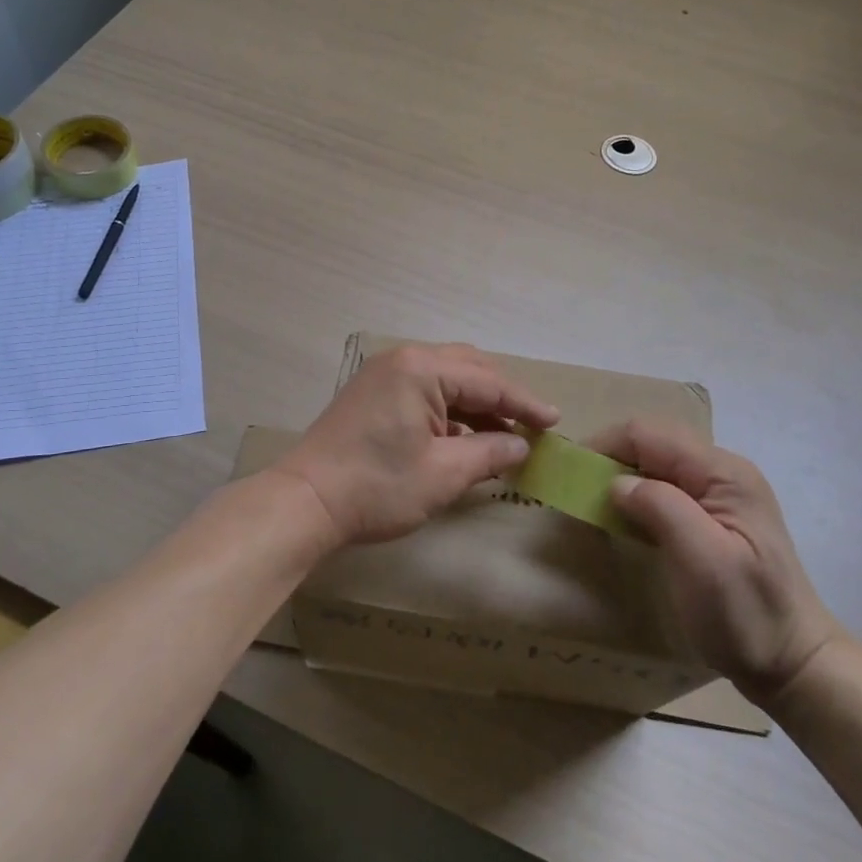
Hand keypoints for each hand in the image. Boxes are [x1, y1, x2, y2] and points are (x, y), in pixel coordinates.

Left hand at [272, 344, 559, 548]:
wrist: (306, 502)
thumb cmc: (377, 487)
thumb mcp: (443, 474)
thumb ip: (489, 453)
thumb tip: (521, 445)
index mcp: (421, 369)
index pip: (488, 381)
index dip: (524, 403)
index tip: (555, 421)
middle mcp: (402, 360)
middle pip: (467, 369)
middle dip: (501, 397)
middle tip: (531, 424)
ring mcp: (383, 375)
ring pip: (445, 379)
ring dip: (476, 405)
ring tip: (503, 437)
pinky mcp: (372, 394)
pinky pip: (423, 391)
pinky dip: (449, 411)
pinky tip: (465, 439)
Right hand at [591, 418, 841, 703]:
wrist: (794, 664)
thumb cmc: (746, 615)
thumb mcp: (703, 562)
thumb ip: (660, 508)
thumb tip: (616, 483)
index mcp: (723, 473)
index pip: (648, 434)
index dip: (604, 446)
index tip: (571, 477)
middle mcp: (722, 471)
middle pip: (651, 442)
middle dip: (609, 458)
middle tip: (578, 491)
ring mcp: (720, 492)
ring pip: (655, 462)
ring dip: (620, 476)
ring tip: (593, 504)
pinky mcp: (713, 515)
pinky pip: (664, 486)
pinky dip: (635, 495)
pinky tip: (623, 519)